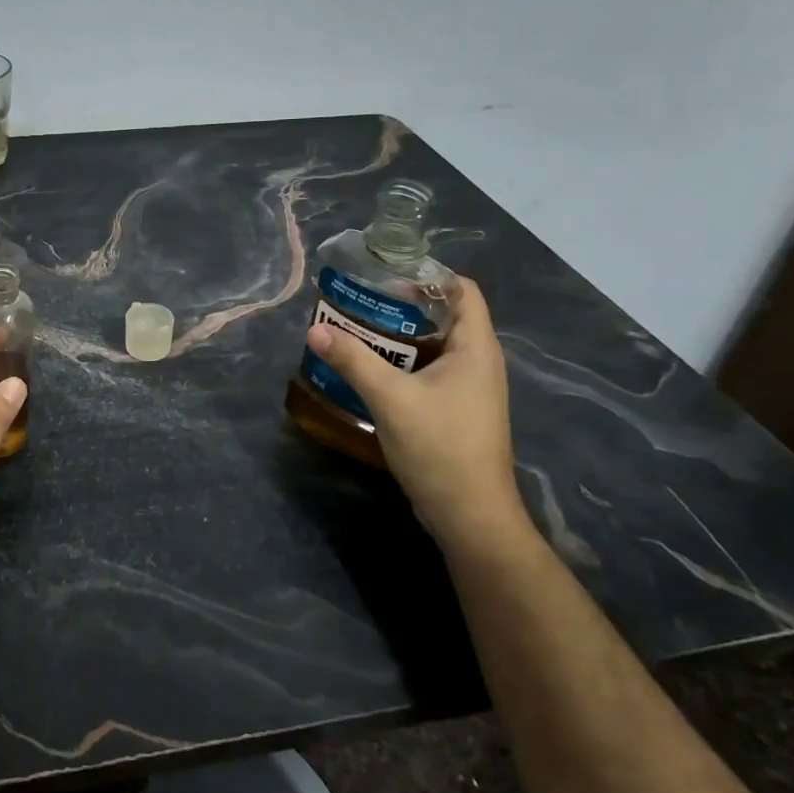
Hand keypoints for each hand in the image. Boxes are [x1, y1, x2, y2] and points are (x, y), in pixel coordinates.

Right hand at [305, 277, 526, 554]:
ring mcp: (468, 389)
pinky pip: (428, 372)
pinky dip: (401, 363)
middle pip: (444, 316)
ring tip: (356, 330)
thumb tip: (315, 330)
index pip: (463, 290)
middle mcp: (478, 362)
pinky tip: (369, 370)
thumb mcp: (391, 398)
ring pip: (433, 347)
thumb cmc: (440, 447)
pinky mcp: (455, 411)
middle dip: (402, 306)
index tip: (385, 277)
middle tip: (359, 302)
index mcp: (476, 348)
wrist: (469, 515)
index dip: (427, 277)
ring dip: (398, 337)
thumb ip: (353, 360)